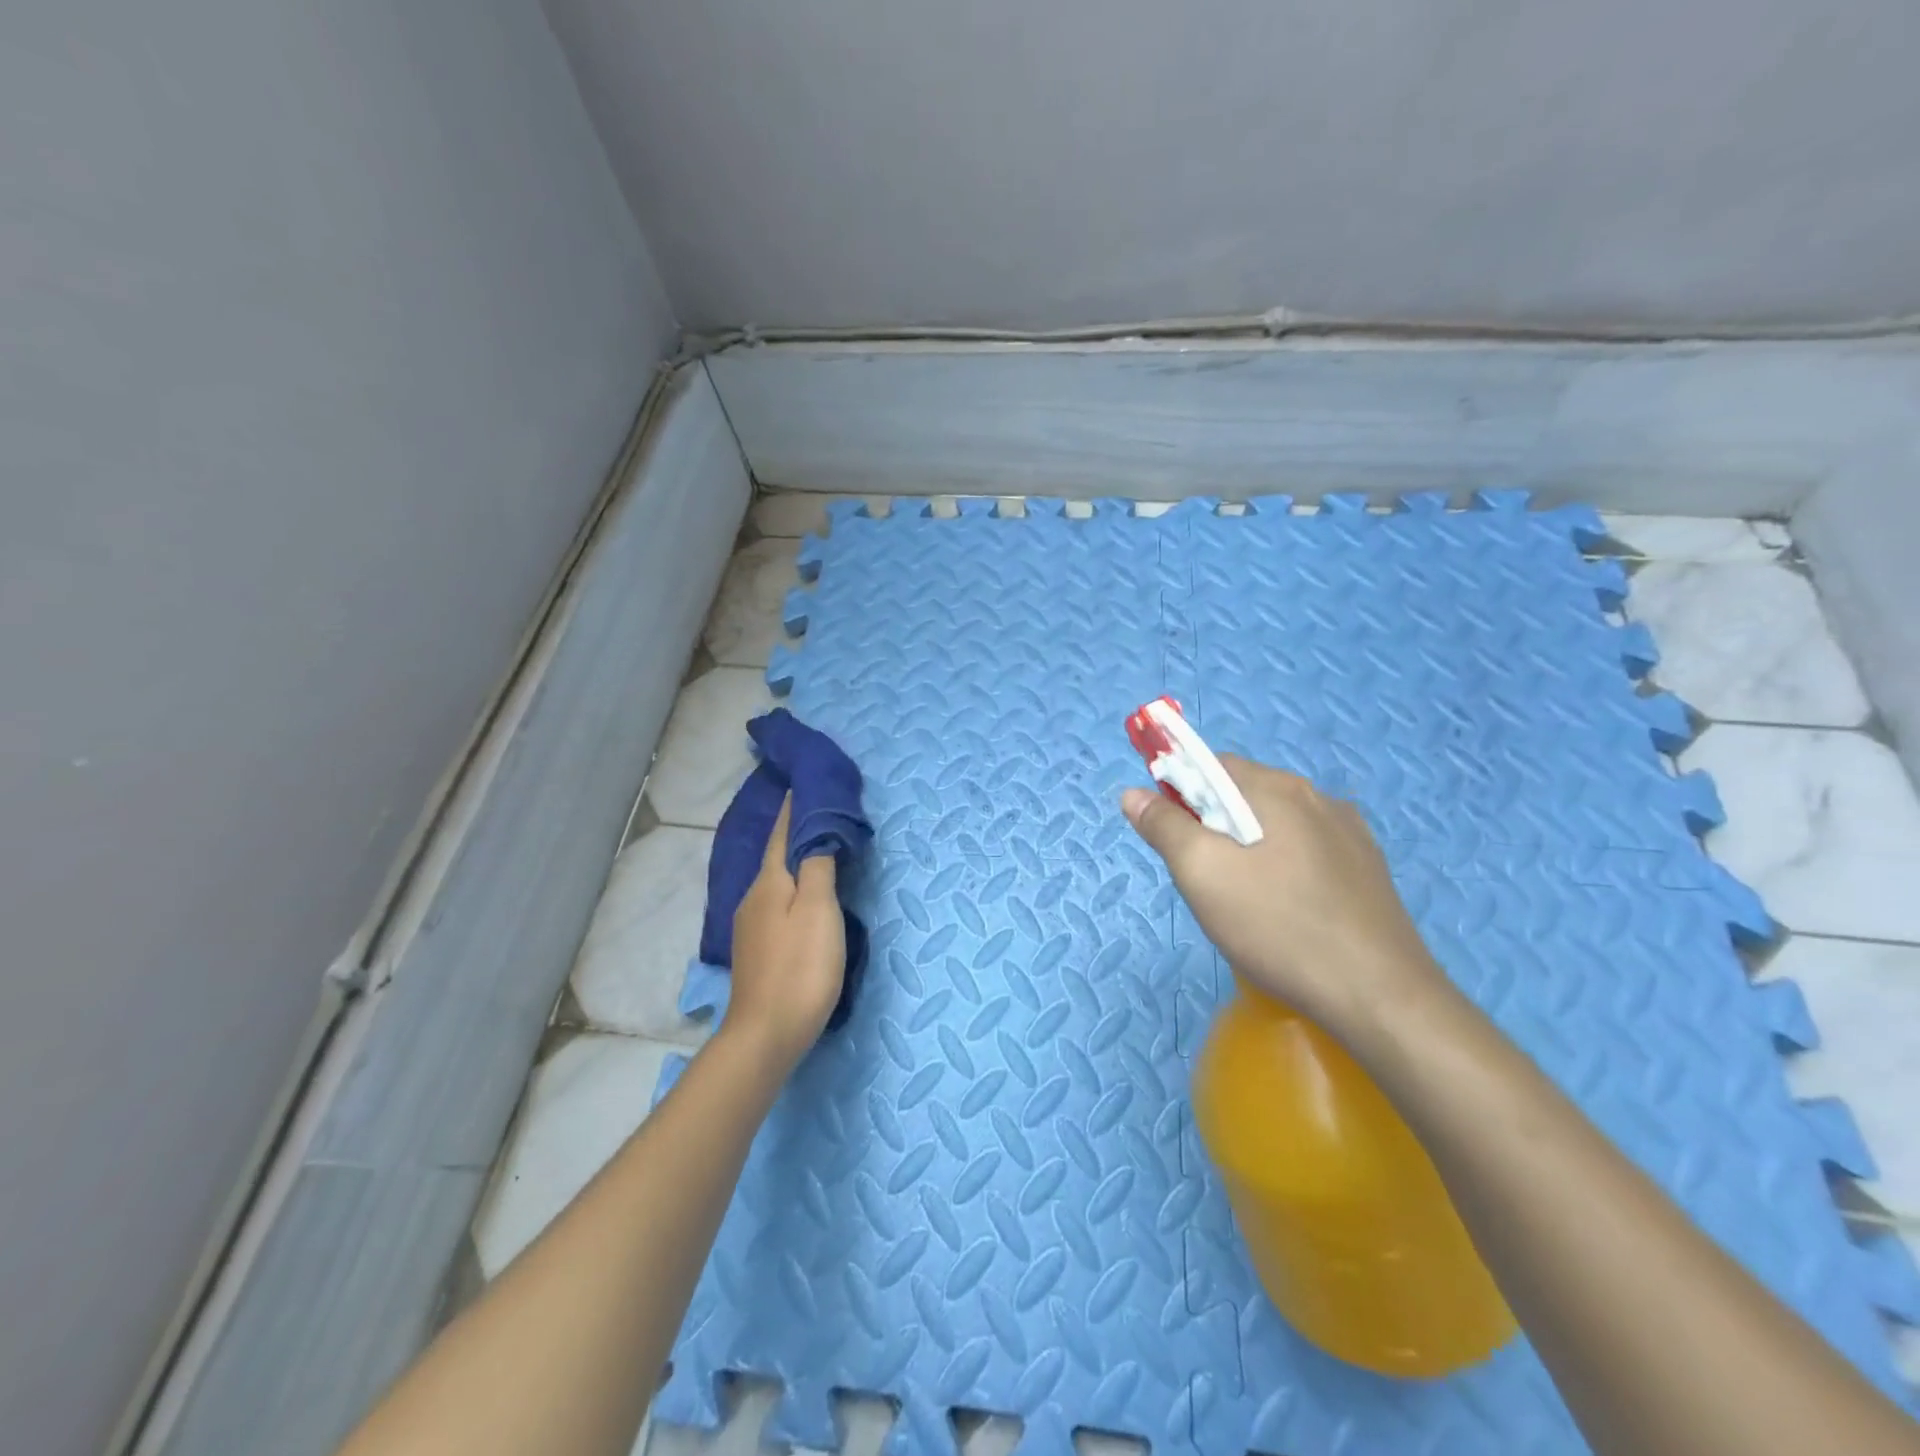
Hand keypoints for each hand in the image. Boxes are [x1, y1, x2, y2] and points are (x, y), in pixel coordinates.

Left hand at [726, 796, 845, 1062]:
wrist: (765, 1035)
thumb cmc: (800, 968)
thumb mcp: (819, 911)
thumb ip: (818, 868)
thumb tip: (816, 833)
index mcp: (769, 883)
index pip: (783, 835)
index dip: (793, 809)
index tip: (801, 784)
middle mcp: (753, 899)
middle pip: (777, 857)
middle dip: (796, 834)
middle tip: (822, 816)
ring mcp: (750, 927)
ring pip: (776, 883)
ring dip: (794, 864)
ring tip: (818, 853)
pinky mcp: (756, 951)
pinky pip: (776, 904)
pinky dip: (792, 890)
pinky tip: (803, 900)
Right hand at [1121, 756, 1445, 1036]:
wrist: (1380, 996)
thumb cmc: (1277, 926)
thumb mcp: (1202, 874)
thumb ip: (1164, 827)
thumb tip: (1133, 793)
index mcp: (1277, 789)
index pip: (1211, 764)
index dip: (1179, 791)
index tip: (1171, 837)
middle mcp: (1318, 797)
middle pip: (1244, 794)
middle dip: (1212, 824)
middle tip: (1203, 878)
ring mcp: (1350, 834)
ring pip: (1276, 825)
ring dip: (1248, 847)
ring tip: (1243, 902)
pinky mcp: (1368, 870)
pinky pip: (1307, 851)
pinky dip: (1282, 867)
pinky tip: (1285, 911)